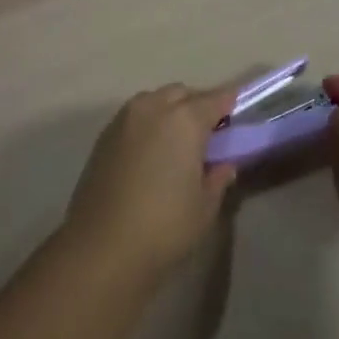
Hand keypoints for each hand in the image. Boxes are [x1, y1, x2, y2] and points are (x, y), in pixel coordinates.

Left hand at [60, 85, 237, 289]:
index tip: (235, 110)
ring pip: (154, 100)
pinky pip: (134, 116)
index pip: (213, 100)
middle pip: (181, 93)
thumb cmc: (164, 225)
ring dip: (169, 110)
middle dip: (196, 104)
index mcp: (184, 120)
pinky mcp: (104, 134)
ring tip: (177, 139)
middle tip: (208, 130)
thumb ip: (217, 178)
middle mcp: (153, 108)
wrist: (102, 244)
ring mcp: (125, 118)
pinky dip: (148, 122)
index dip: (227, 103)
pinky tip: (152, 149)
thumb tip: (223, 164)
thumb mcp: (204, 207)